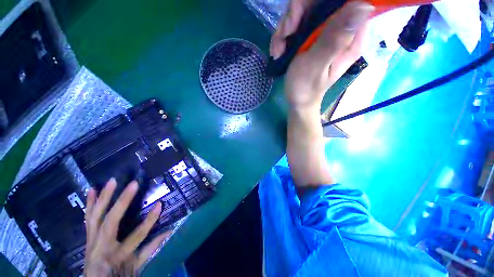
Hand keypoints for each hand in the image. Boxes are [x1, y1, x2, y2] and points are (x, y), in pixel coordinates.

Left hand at [84, 178, 169, 276]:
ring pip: (96, 217)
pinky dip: (89, 203)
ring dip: (104, 198)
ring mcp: (92, 240)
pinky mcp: (88, 236)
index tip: (160, 204)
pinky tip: (91, 190)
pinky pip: (88, 218)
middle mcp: (102, 246)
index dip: (149, 220)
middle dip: (123, 202)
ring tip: (111, 181)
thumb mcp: (137, 265)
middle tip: (134, 184)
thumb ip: (152, 248)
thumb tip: (170, 231)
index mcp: (118, 254)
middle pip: (111, 221)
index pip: (137, 235)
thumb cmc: (119, 274)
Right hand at [271, 0, 373, 110]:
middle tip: (285, 34)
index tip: (298, 19)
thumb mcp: (316, 65)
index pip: (344, 2)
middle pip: (319, 3)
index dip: (318, 3)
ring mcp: (324, 33)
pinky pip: (296, 24)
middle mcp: (340, 30)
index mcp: (350, 37)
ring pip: (304, 11)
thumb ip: (334, 39)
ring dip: (286, 28)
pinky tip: (279, 51)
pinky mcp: (311, 38)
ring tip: (279, 50)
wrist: (297, 101)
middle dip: (296, 15)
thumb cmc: (305, 88)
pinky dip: (283, 36)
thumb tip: (364, 6)